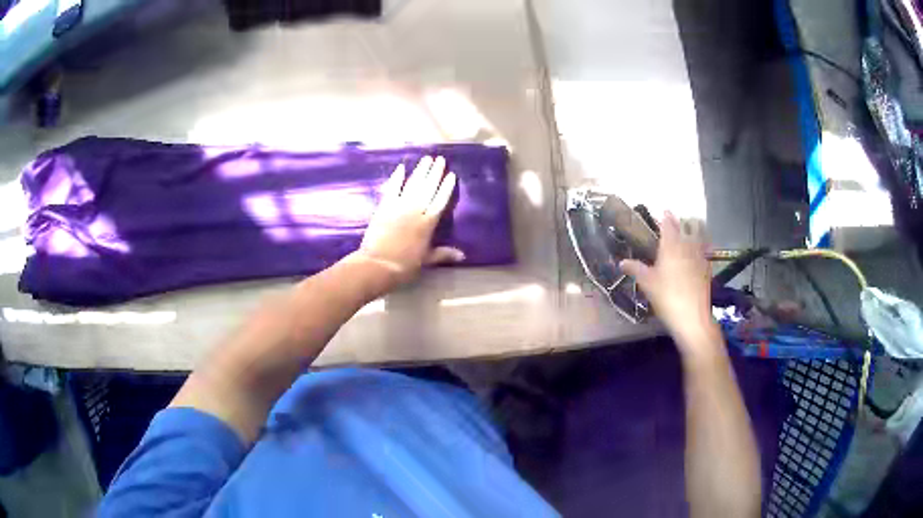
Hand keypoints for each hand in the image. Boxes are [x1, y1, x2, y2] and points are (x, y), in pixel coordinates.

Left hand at [353, 156, 464, 287]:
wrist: (378, 264)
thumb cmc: (405, 265)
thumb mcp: (427, 260)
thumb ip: (443, 253)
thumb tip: (463, 256)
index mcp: (429, 223)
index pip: (441, 200)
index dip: (446, 187)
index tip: (451, 174)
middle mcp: (416, 210)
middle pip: (428, 188)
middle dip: (435, 173)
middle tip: (440, 159)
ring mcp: (399, 206)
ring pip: (413, 184)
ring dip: (420, 171)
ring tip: (426, 159)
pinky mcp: (384, 206)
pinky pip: (392, 188)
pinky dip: (397, 178)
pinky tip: (401, 168)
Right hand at [620, 213, 719, 358]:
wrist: (692, 316)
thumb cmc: (667, 296)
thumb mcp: (647, 283)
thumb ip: (635, 269)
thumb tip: (621, 262)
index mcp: (671, 245)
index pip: (668, 224)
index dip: (665, 217)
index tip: (663, 211)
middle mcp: (687, 245)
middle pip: (686, 226)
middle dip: (681, 221)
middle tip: (675, 221)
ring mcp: (699, 255)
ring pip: (698, 235)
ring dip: (693, 230)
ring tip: (689, 230)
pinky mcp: (707, 267)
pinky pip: (705, 250)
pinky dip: (701, 245)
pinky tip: (699, 251)